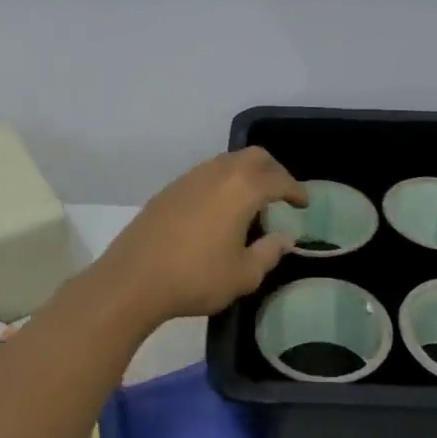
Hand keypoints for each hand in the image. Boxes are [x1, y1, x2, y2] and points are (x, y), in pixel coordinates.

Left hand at [94, 148, 307, 326]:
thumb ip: (269, 253)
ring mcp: (188, 179)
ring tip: (251, 202)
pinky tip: (219, 210)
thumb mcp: (244, 275)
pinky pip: (204, 175)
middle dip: (272, 171)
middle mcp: (216, 173)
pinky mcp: (168, 191)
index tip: (303, 203)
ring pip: (225, 162)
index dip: (295, 190)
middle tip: (281, 194)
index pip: (278, 179)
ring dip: (244, 175)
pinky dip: (221, 184)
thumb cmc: (196, 278)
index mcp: (242, 188)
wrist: (133, 280)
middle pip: (253, 157)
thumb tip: (283, 239)